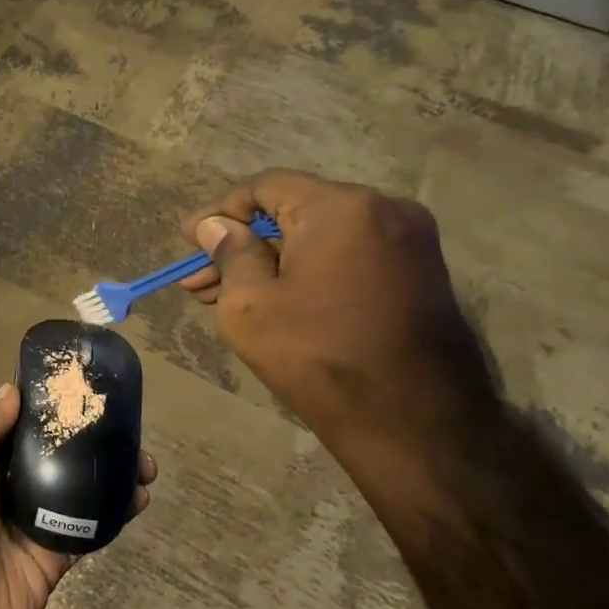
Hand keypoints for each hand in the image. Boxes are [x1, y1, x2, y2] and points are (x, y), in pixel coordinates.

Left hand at [0, 384, 154, 608]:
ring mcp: (27, 525)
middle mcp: (0, 488)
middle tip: (125, 423)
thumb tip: (11, 391)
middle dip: (85, 438)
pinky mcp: (50, 559)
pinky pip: (86, 530)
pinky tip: (139, 497)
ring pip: (75, 489)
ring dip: (107, 474)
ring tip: (144, 461)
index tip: (82, 385)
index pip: (14, 424)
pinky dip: (113, 513)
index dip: (45, 406)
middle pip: (50, 454)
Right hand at [180, 170, 498, 472]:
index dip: (220, 211)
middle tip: (198, 279)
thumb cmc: (318, 355)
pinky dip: (306, 272)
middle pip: (294, 212)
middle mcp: (385, 210)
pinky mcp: (419, 275)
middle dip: (241, 245)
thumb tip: (216, 227)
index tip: (188, 240)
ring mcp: (409, 243)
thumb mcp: (250, 305)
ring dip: (270, 262)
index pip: (266, 186)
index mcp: (342, 207)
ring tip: (222, 297)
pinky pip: (347, 258)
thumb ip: (230, 254)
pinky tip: (272, 302)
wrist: (415, 422)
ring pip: (319, 238)